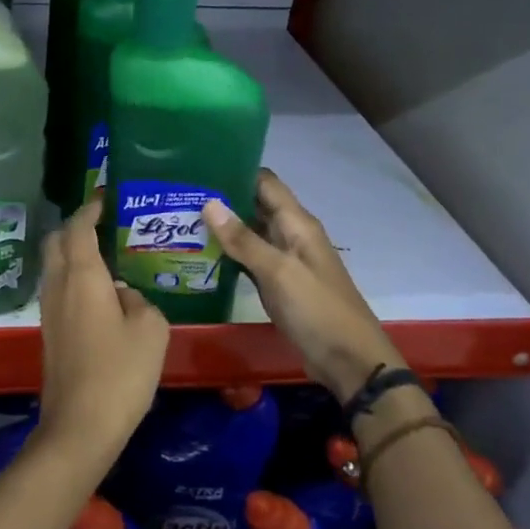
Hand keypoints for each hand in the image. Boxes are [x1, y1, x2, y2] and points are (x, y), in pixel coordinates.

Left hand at [36, 197, 168, 468]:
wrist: (81, 424)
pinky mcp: (49, 331)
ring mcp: (49, 309)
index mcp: (82, 275)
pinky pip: (58, 288)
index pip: (79, 227)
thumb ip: (139, 300)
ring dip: (72, 252)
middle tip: (104, 224)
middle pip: (56, 241)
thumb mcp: (150, 329)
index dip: (90, 208)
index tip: (105, 196)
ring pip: (54, 266)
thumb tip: (123, 295)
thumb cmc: (120, 372)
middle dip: (75, 226)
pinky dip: (72, 276)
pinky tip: (99, 290)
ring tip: (105, 253)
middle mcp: (58, 285)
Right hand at [204, 170, 402, 400]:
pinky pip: (250, 260)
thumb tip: (209, 202)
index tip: (199, 167)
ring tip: (181, 220)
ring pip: (250, 233)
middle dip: (222, 198)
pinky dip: (229, 254)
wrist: (349, 361)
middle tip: (180, 195)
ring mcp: (284, 261)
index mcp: (297, 224)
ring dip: (222, 227)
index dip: (236, 170)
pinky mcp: (278, 284)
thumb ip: (243, 239)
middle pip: (254, 205)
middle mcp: (291, 235)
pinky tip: (201, 254)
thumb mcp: (278, 272)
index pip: (265, 183)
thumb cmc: (317, 309)